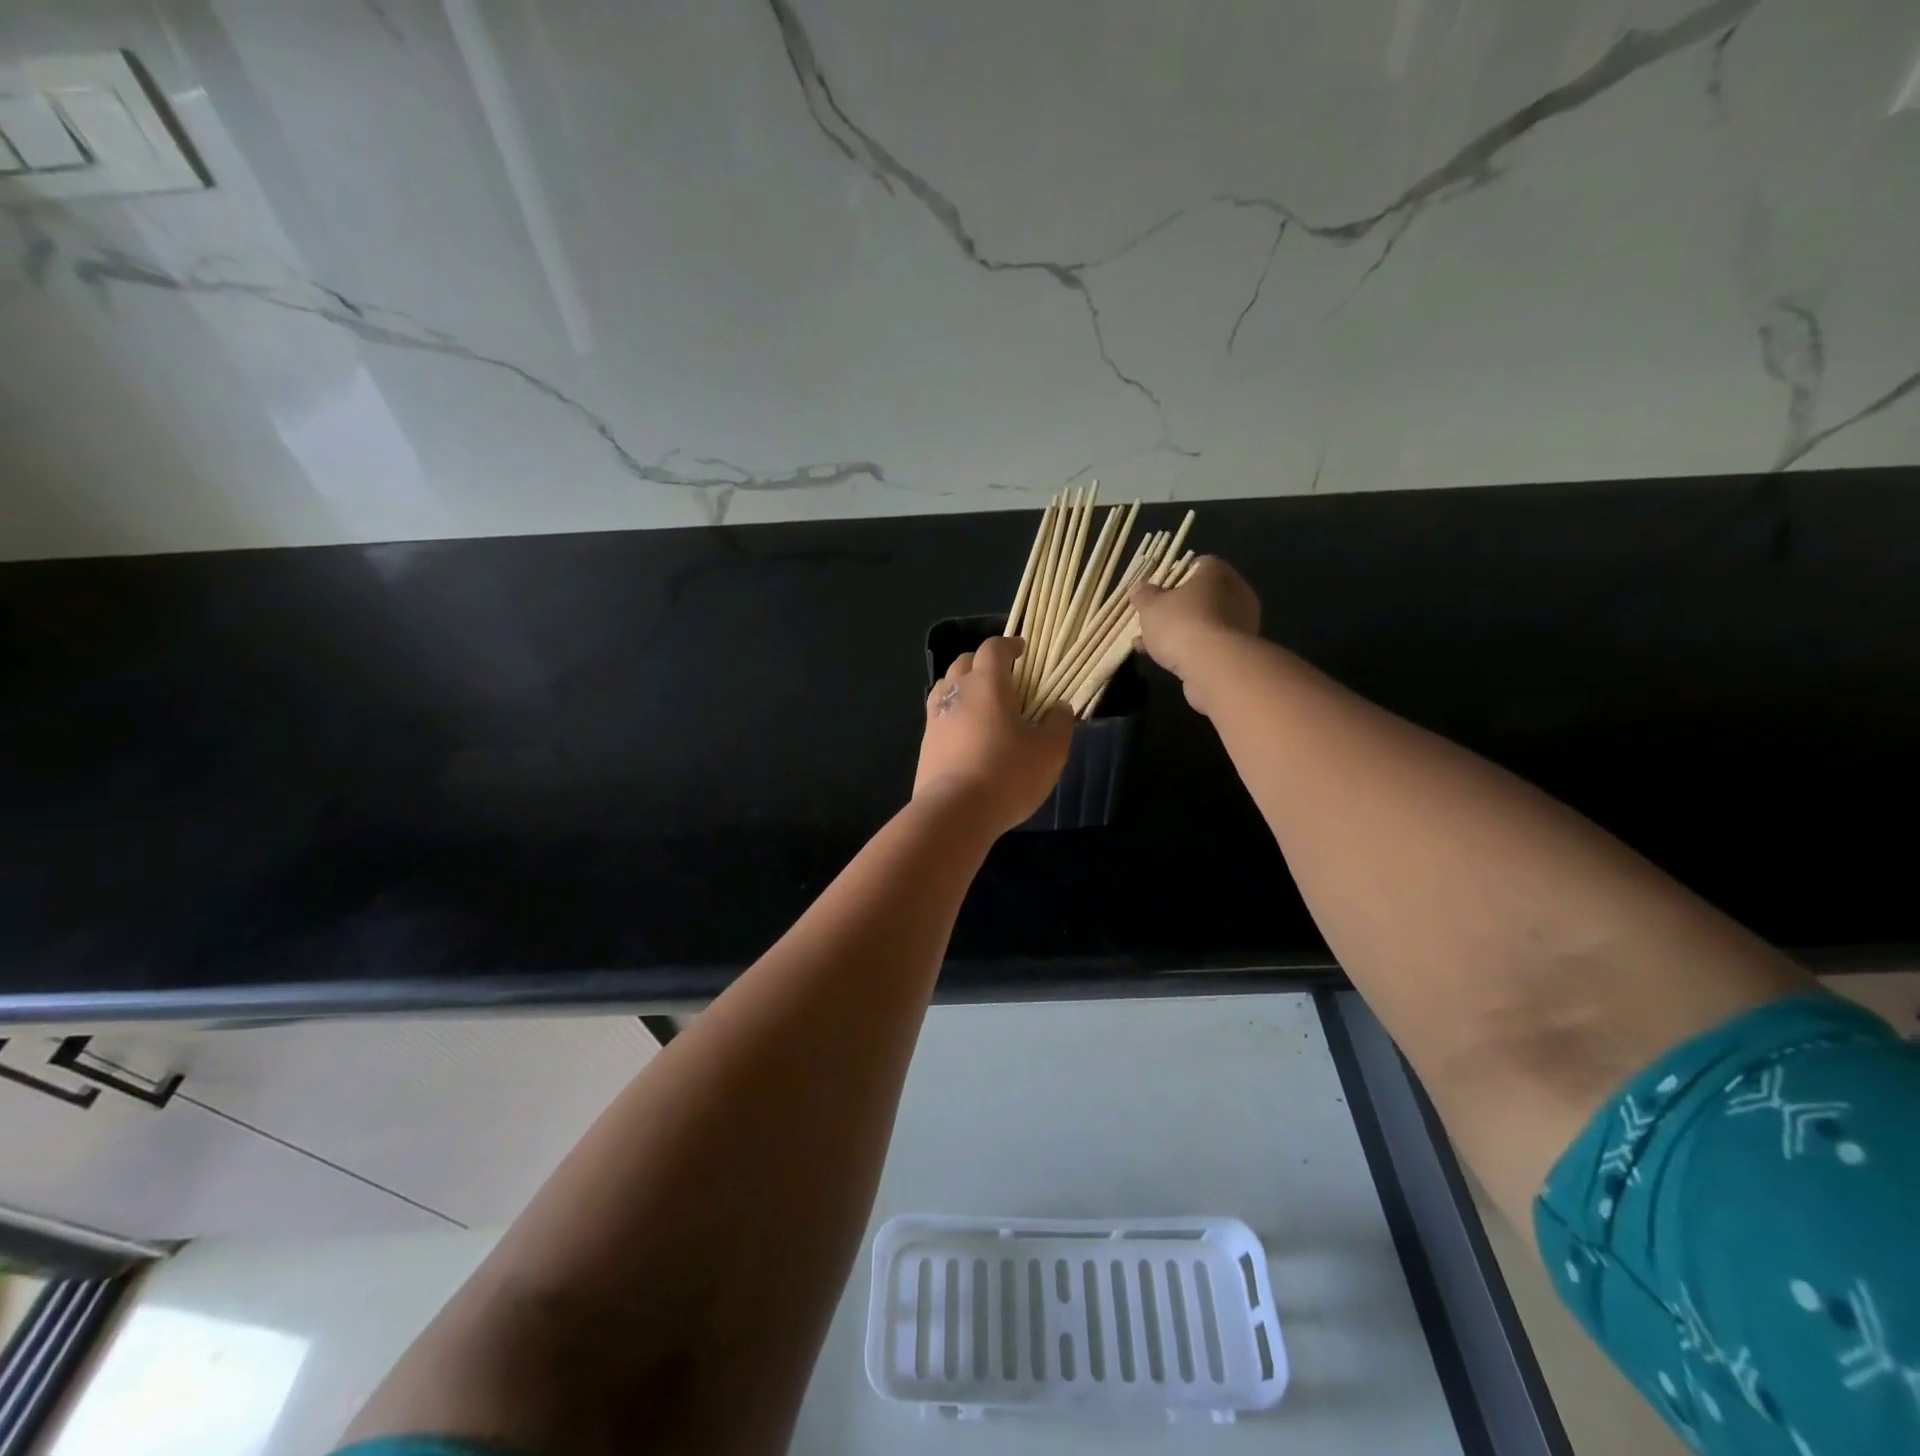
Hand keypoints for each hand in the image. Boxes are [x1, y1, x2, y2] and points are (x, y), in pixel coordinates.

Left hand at [915, 636, 1073, 834]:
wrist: (954, 812)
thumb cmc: (1007, 774)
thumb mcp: (1049, 751)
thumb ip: (1058, 724)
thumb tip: (1059, 707)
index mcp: (987, 684)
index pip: (993, 648)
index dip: (1008, 645)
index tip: (1022, 651)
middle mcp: (956, 692)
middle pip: (964, 662)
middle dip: (983, 662)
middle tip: (1004, 678)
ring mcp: (935, 717)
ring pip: (946, 686)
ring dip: (964, 686)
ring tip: (983, 703)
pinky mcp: (926, 744)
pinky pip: (939, 715)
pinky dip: (954, 713)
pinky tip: (967, 733)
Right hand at [1131, 556, 1261, 711]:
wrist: (1213, 667)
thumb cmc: (1181, 624)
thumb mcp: (1151, 607)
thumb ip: (1144, 596)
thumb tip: (1140, 589)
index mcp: (1218, 573)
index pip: (1198, 565)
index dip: (1175, 575)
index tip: (1156, 590)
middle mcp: (1236, 593)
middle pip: (1201, 595)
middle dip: (1176, 607)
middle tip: (1152, 619)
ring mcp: (1240, 624)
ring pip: (1203, 622)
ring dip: (1178, 631)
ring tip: (1148, 643)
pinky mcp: (1238, 651)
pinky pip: (1208, 643)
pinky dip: (1188, 648)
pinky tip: (1162, 659)